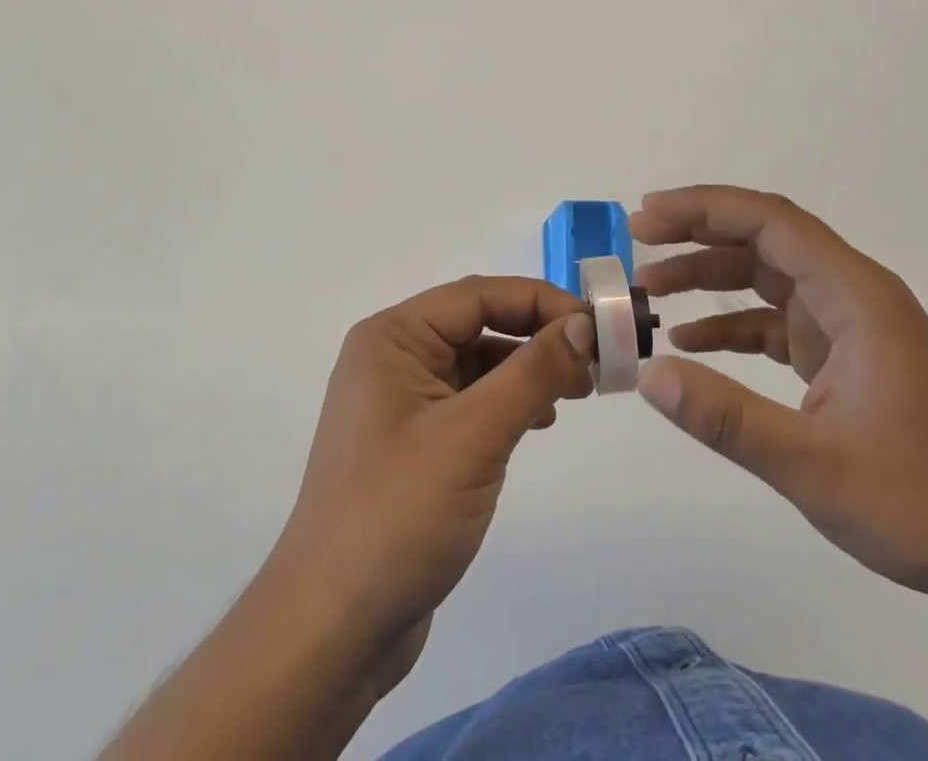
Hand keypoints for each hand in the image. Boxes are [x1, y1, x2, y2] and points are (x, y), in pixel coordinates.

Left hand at [265, 276, 595, 668]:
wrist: (331, 631)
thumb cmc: (397, 516)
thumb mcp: (473, 437)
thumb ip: (532, 373)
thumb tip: (582, 324)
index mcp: (392, 338)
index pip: (477, 295)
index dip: (540, 302)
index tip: (596, 326)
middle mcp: (393, 358)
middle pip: (478, 324)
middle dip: (537, 336)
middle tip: (594, 362)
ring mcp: (400, 403)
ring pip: (477, 363)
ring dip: (527, 370)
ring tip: (575, 393)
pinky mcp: (413, 444)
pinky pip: (470, 401)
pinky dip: (508, 402)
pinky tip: (538, 421)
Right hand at [633, 185, 927, 602]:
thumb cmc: (923, 503)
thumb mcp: (813, 466)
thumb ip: (727, 418)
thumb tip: (649, 374)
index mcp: (856, 295)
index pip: (770, 222)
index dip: (705, 208)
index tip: (648, 215)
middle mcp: (853, 293)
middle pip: (765, 237)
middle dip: (699, 232)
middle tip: (638, 240)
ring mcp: (850, 323)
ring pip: (767, 275)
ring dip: (710, 276)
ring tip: (651, 289)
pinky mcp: (844, 354)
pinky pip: (777, 319)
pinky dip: (733, 321)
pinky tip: (692, 341)